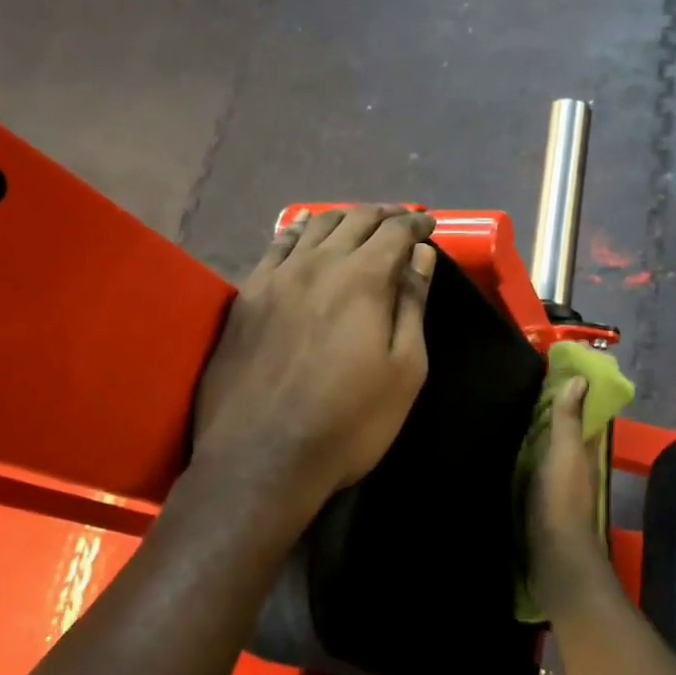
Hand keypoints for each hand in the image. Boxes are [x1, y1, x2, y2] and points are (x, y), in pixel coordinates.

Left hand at [192, 206, 436, 531]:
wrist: (261, 459)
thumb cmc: (348, 421)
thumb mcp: (404, 370)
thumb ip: (411, 304)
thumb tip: (420, 255)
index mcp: (362, 279)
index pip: (395, 231)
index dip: (415, 223)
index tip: (428, 225)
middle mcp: (318, 264)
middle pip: (355, 220)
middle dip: (383, 215)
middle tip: (400, 221)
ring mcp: (276, 277)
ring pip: (314, 226)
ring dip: (343, 218)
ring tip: (359, 223)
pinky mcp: (246, 294)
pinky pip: (275, 245)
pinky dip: (298, 230)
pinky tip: (304, 229)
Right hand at [529, 377, 617, 617]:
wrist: (553, 557)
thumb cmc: (562, 499)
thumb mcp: (564, 452)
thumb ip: (569, 418)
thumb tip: (580, 378)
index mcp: (584, 451)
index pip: (582, 413)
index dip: (571, 393)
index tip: (551, 371)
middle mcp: (575, 466)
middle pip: (564, 432)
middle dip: (549, 412)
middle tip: (520, 387)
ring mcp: (558, 486)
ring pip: (548, 451)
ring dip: (535, 434)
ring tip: (507, 411)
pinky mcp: (539, 502)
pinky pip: (533, 470)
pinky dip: (524, 456)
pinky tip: (504, 450)